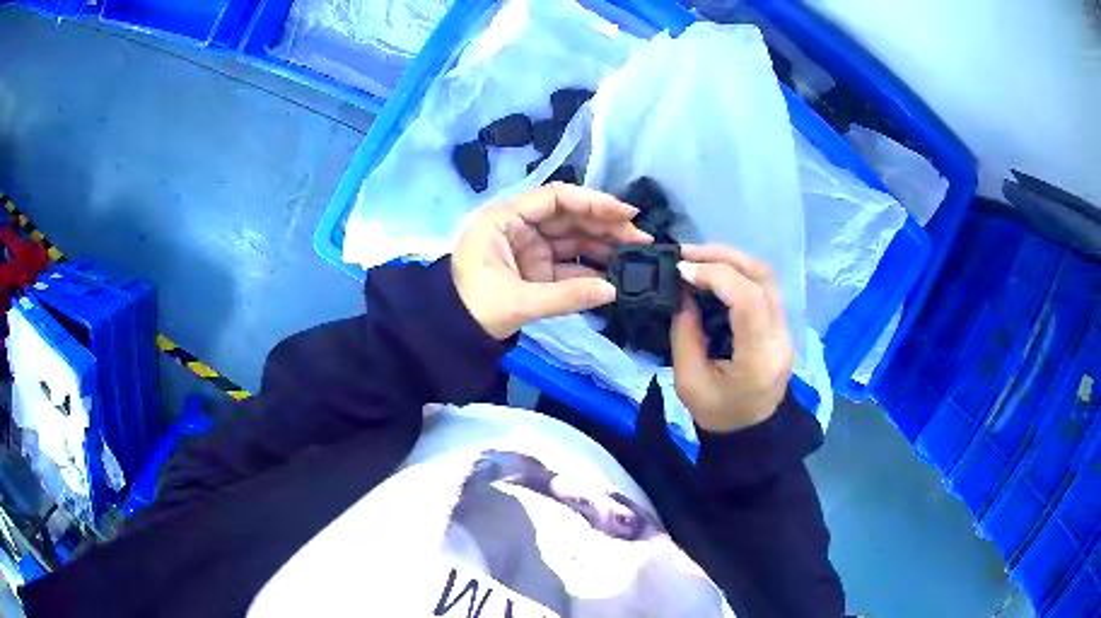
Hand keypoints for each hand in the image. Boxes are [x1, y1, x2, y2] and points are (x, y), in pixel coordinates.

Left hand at [452, 183, 651, 339]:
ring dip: (603, 246)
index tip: (626, 213)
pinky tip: (615, 275)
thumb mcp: (518, 301)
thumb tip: (613, 291)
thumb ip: (567, 295)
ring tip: (636, 256)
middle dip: (605, 225)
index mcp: (505, 220)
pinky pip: (568, 263)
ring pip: (572, 239)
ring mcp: (529, 248)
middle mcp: (520, 227)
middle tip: (641, 239)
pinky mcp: (536, 269)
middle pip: (569, 217)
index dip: (593, 203)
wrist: (451, 334)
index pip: (555, 199)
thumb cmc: (473, 308)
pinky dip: (590, 269)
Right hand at [671, 245, 792, 432]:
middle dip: (723, 257)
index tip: (682, 272)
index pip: (749, 300)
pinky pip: (764, 287)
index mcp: (759, 359)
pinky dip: (738, 272)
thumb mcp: (688, 381)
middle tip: (687, 255)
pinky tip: (714, 273)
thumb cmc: (716, 414)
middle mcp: (780, 338)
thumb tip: (683, 290)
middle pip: (763, 278)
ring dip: (731, 260)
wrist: (749, 434)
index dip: (716, 276)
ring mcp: (785, 330)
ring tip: (698, 259)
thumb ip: (685, 332)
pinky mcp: (781, 326)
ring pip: (767, 277)